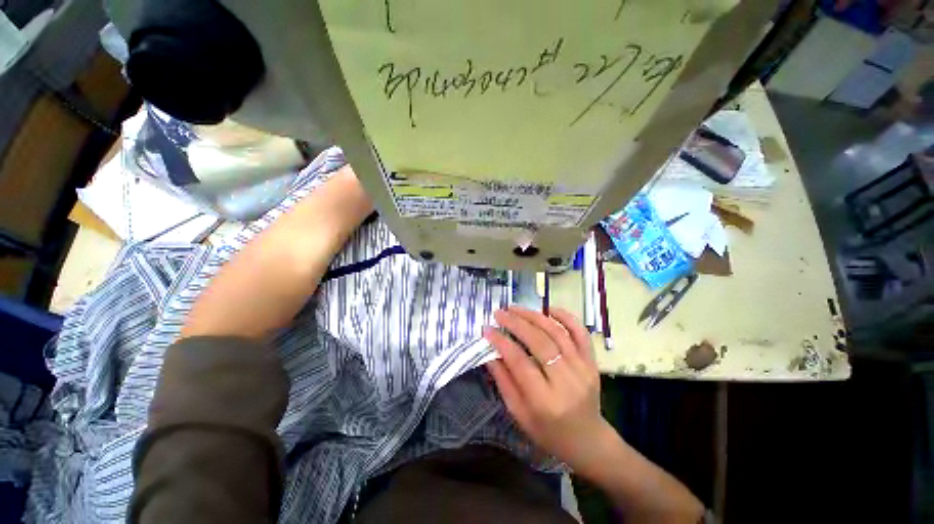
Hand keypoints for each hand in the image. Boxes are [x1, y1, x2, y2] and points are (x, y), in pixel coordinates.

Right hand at [484, 306, 615, 474]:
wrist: (588, 441)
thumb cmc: (548, 432)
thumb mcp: (519, 414)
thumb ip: (503, 381)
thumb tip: (489, 352)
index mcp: (545, 401)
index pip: (519, 362)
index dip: (501, 342)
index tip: (487, 329)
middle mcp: (566, 381)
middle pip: (539, 342)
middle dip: (516, 323)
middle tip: (499, 313)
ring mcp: (583, 369)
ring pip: (557, 333)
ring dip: (534, 316)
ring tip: (516, 308)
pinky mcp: (592, 362)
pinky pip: (580, 333)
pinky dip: (565, 317)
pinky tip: (548, 309)